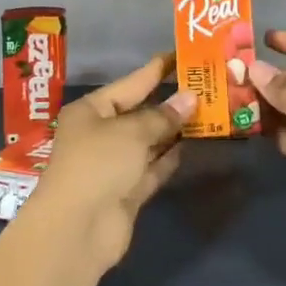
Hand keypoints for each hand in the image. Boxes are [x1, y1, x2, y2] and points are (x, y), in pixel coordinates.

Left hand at [26, 52, 193, 273]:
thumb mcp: (132, 132)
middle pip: (140, 113)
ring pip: (149, 141)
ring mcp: (113, 165)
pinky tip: (194, 144)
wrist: (76, 230)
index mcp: (91, 110)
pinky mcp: (127, 192)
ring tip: (208, 111)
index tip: (183, 55)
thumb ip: (163, 116)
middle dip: (171, 102)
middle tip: (206, 85)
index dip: (157, 70)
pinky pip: (153, 168)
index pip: (131, 83)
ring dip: (174, 130)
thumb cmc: (98, 164)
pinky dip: (170, 157)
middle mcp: (100, 134)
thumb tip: (190, 98)